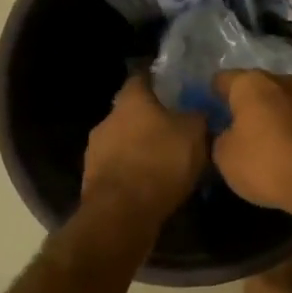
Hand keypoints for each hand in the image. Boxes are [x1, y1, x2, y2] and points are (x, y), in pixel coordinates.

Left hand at [82, 74, 207, 226]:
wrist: (121, 215)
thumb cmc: (160, 162)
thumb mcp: (194, 134)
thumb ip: (197, 116)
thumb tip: (199, 110)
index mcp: (131, 100)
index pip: (142, 78)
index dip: (159, 81)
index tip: (175, 88)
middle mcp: (108, 119)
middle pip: (131, 111)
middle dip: (151, 119)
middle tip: (175, 129)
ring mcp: (95, 151)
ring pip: (123, 141)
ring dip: (140, 148)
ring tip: (165, 162)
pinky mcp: (92, 181)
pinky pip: (118, 168)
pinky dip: (133, 172)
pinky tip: (151, 184)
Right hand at [211, 71, 291, 219]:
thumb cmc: (266, 162)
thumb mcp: (225, 157)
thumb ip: (219, 138)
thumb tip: (226, 132)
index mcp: (251, 83)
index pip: (223, 79)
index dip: (212, 94)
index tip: (207, 110)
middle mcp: (281, 80)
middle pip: (255, 87)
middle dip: (244, 103)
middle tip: (232, 126)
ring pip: (280, 101)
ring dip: (271, 115)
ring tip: (261, 139)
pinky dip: (291, 128)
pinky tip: (286, 149)